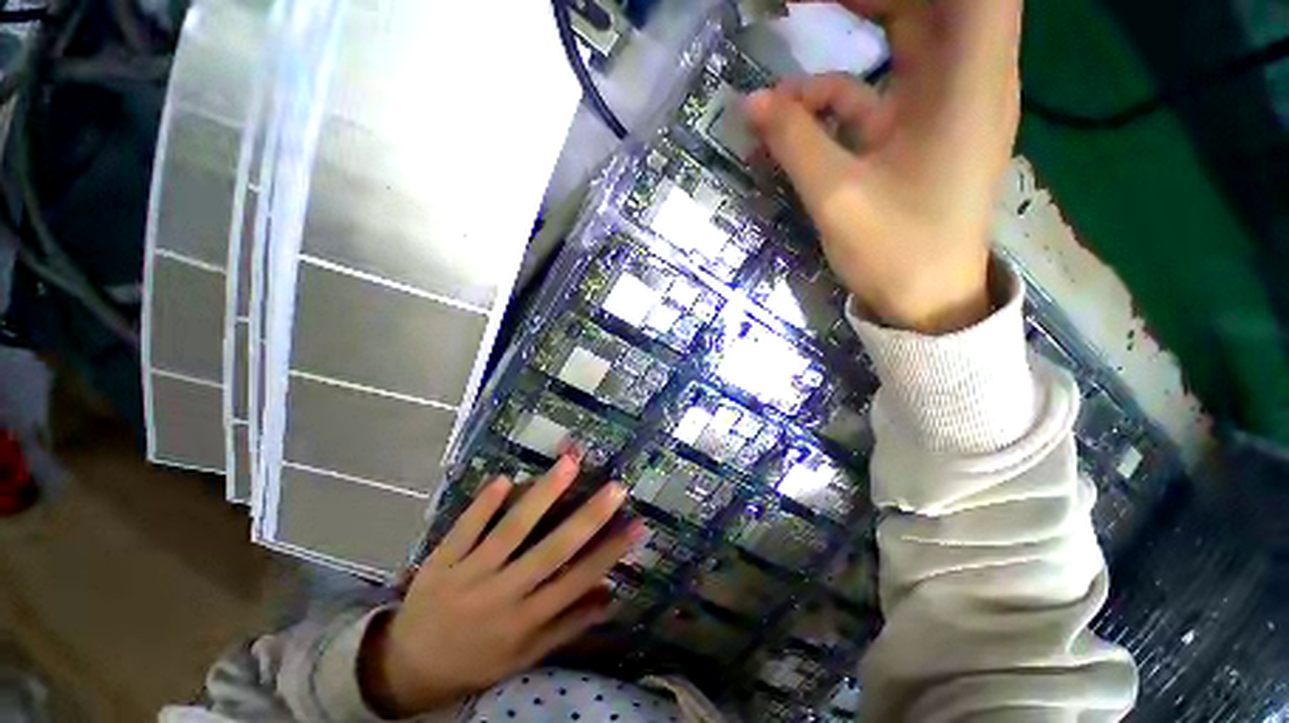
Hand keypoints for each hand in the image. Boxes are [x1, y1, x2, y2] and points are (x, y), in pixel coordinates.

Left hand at [359, 455, 643, 717]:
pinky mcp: (442, 560)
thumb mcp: (525, 657)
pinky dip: (483, 504)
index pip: (577, 581)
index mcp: (525, 621)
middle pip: (552, 550)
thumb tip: (609, 596)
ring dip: (543, 494)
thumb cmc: (476, 661)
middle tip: (615, 487)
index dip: (609, 553)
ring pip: (512, 530)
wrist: (407, 668)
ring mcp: (469, 574)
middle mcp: (503, 594)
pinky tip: (503, 478)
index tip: (637, 524)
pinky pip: (465, 528)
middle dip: (588, 517)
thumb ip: (567, 627)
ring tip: (569, 463)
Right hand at [745, 0, 1022, 332]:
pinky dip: (834, 98)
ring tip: (795, 30)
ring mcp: (940, 109)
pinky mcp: (916, 134)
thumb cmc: (895, 252)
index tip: (849, 1)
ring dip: (854, 33)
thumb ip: (794, 142)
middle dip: (873, 0)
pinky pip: (878, 94)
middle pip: (934, 6)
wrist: (924, 302)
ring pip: (906, 41)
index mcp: (967, 87)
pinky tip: (790, 117)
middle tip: (808, 4)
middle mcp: (966, 83)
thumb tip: (751, 103)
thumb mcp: (836, 197)